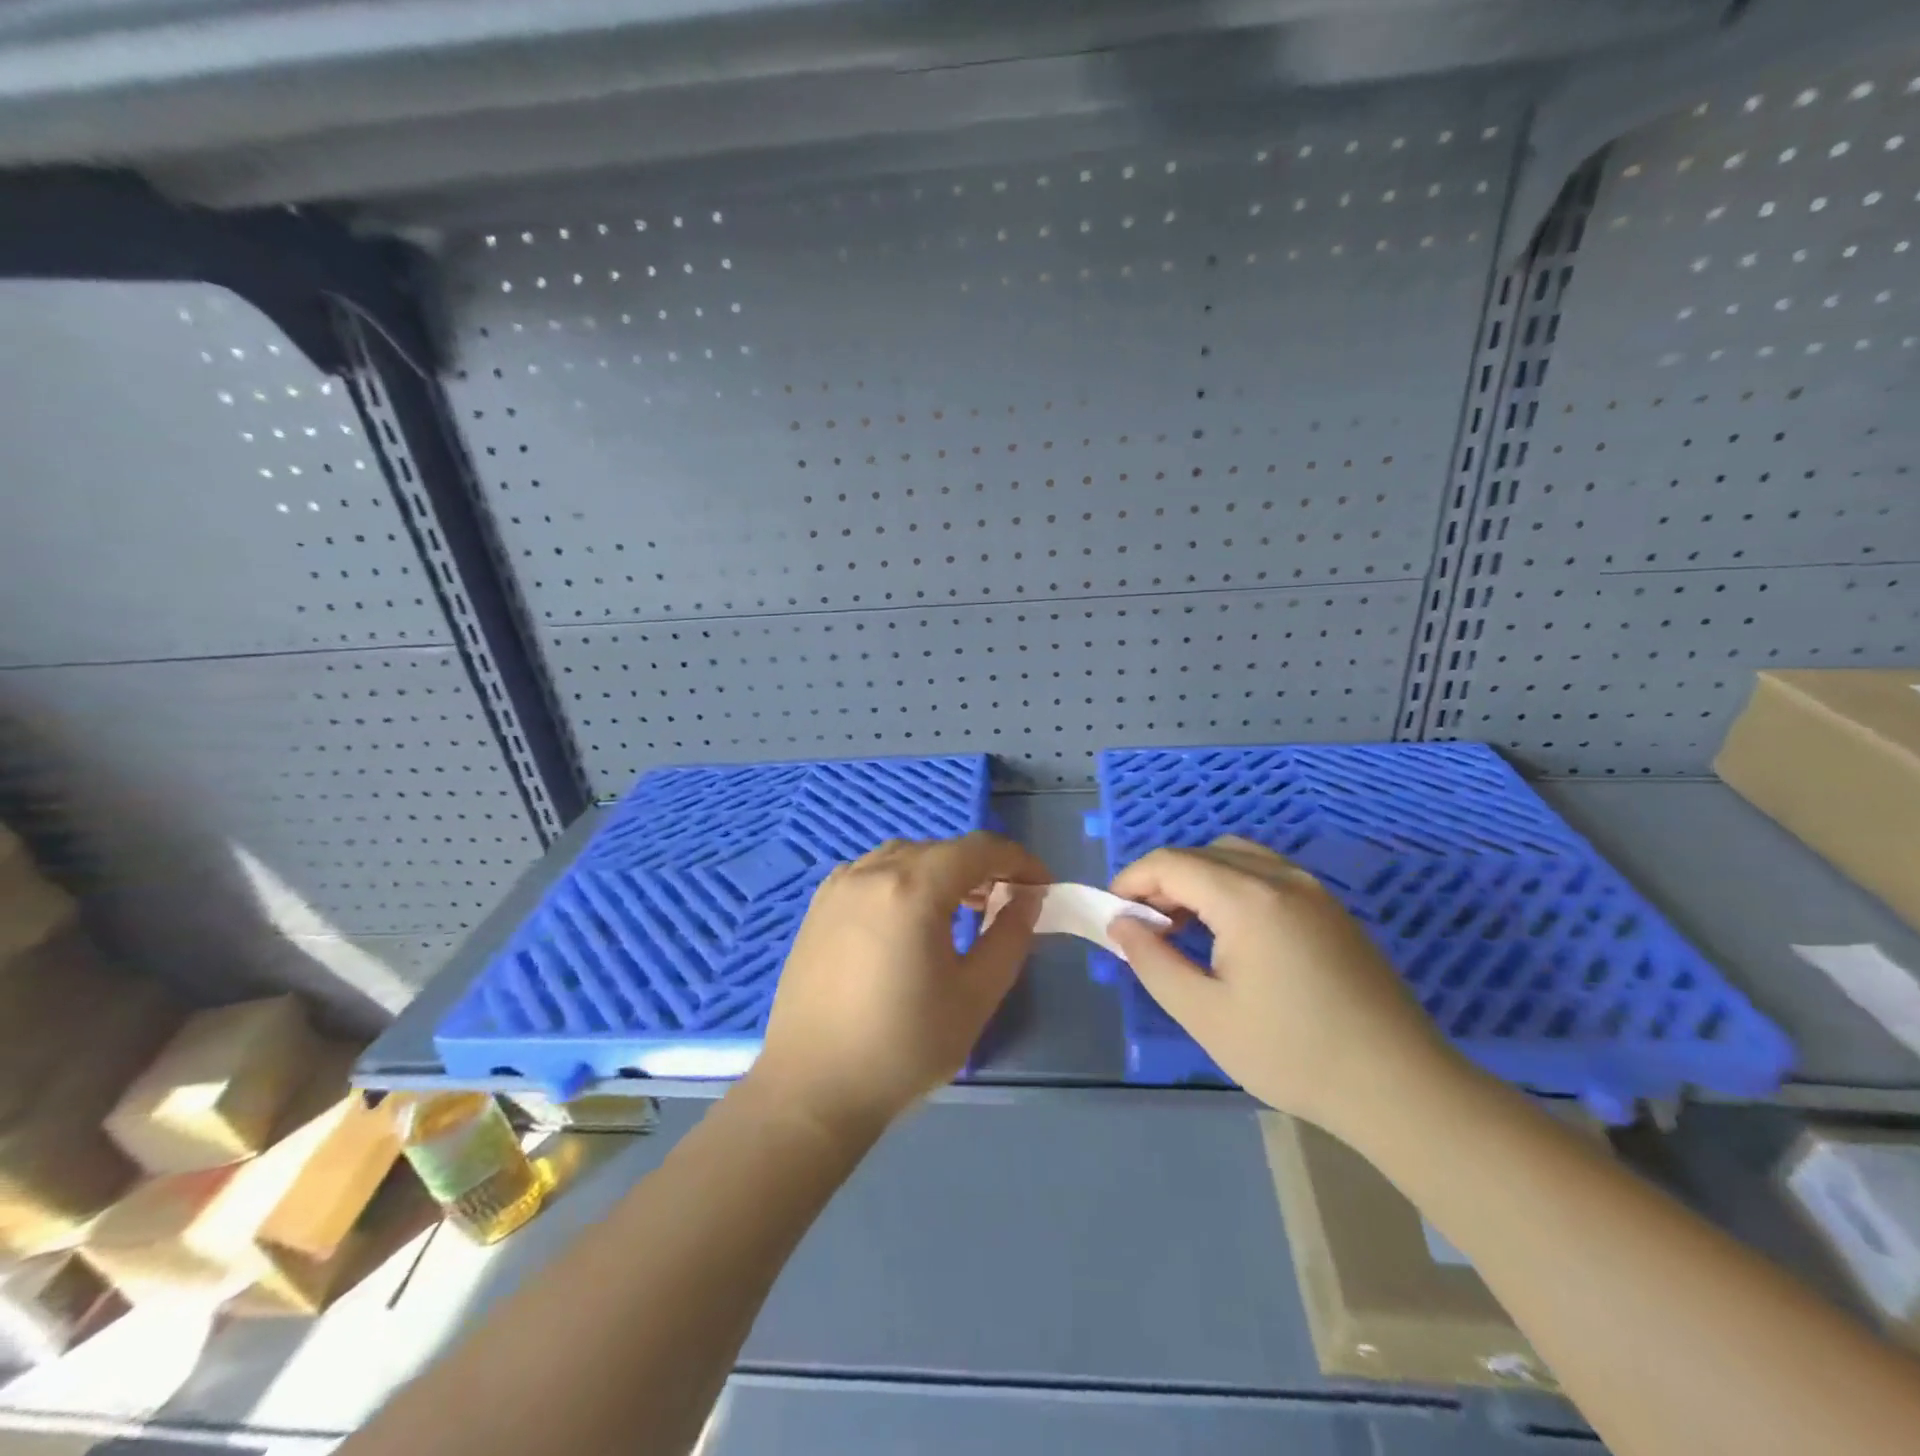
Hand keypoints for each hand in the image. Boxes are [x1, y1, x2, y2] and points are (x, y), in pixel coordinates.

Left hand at [750, 832, 1049, 1141]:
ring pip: (905, 856)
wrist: (812, 1089)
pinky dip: (904, 879)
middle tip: (1005, 903)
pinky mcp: (818, 906)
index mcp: (912, 888)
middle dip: (981, 867)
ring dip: (941, 871)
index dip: (1018, 860)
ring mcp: (839, 886)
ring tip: (961, 909)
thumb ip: (1009, 937)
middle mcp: (872, 872)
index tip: (1042, 886)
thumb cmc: (903, 1047)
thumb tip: (1027, 897)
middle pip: (941, 849)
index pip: (978, 849)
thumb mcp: (975, 995)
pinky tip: (909, 918)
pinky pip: (872, 872)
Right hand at [1107, 836, 1457, 1131]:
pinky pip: (1266, 875)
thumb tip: (1121, 925)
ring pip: (1236, 858)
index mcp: (1247, 898)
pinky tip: (1231, 935)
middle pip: (1202, 854)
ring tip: (1185, 928)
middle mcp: (1280, 877)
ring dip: (1198, 879)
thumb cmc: (1293, 1053)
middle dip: (1162, 881)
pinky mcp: (1331, 909)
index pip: (1171, 862)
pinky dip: (1232, 887)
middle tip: (1146, 929)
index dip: (1132, 881)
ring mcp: (1312, 890)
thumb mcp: (1205, 1014)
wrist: (1400, 1087)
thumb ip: (1153, 961)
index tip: (1113, 917)